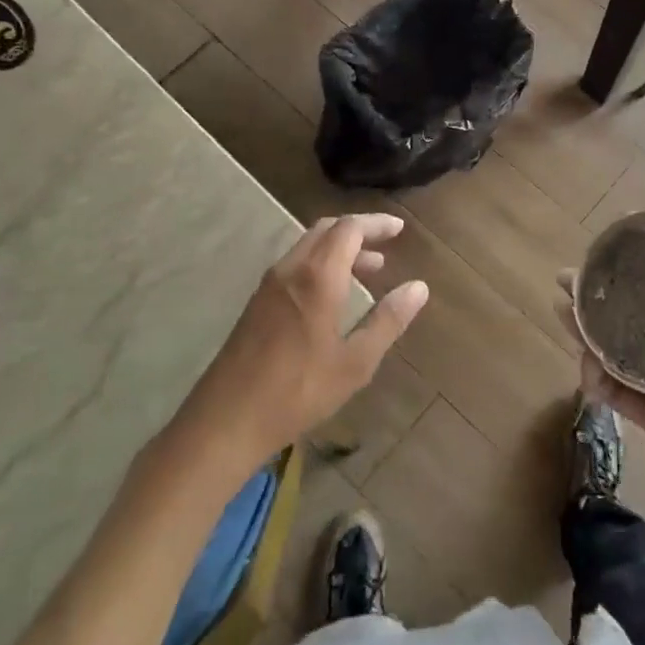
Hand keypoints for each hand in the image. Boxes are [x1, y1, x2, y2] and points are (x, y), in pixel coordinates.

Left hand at [177, 215, 428, 476]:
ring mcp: (269, 285)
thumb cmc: (298, 391)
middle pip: (326, 230)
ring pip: (308, 247)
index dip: (376, 224)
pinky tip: (333, 293)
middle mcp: (291, 269)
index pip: (349, 229)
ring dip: (339, 248)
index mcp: (317, 277)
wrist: (226, 420)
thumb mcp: (355, 362)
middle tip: (387, 243)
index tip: (399, 229)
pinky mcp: (257, 302)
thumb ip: (388, 321)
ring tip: (369, 268)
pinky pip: (295, 265)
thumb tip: (419, 287)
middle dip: (358, 231)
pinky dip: (321, 263)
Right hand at [559, 225, 644, 540]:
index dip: (642, 270)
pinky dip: (597, 379)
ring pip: (617, 353)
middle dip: (600, 298)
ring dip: (588, 333)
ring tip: (563, 310)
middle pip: (634, 318)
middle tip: (569, 278)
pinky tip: (583, 361)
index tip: (615, 246)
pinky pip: (619, 395)